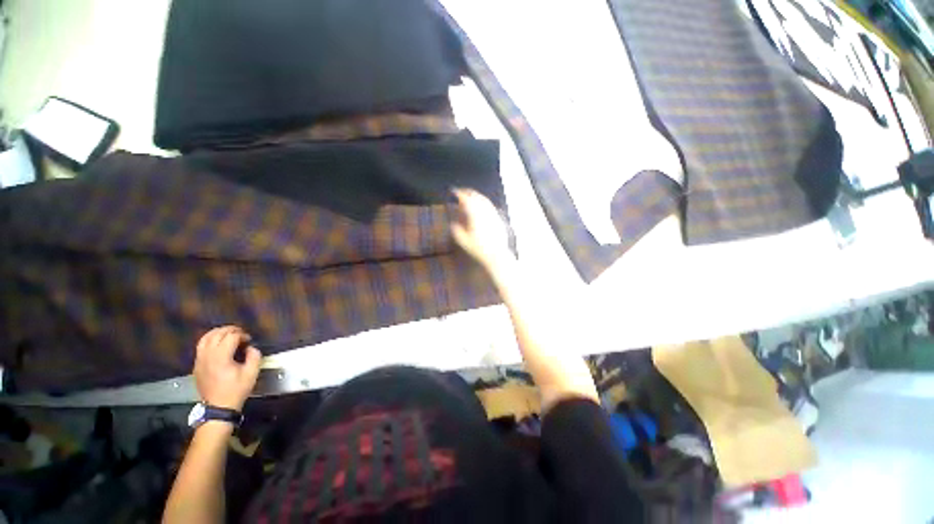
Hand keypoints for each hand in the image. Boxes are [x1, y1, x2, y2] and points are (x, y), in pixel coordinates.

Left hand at [193, 326, 261, 410]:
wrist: (218, 407)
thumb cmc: (236, 390)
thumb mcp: (251, 373)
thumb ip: (254, 356)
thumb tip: (250, 347)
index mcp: (221, 357)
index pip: (231, 337)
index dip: (242, 335)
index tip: (249, 341)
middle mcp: (207, 356)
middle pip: (217, 334)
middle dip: (231, 330)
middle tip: (241, 333)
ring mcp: (199, 360)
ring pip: (205, 338)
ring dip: (218, 332)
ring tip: (229, 334)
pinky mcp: (196, 365)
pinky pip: (201, 346)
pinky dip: (210, 340)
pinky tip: (218, 343)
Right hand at [450, 188, 513, 271]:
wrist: (496, 255)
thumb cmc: (477, 249)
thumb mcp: (462, 240)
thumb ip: (456, 229)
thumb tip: (453, 221)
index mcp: (474, 214)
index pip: (466, 199)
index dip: (459, 193)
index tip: (453, 191)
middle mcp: (484, 211)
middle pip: (476, 196)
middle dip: (468, 192)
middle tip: (461, 191)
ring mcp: (493, 214)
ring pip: (485, 200)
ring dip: (476, 195)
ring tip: (470, 195)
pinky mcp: (499, 219)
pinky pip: (491, 206)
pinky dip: (484, 202)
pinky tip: (482, 205)